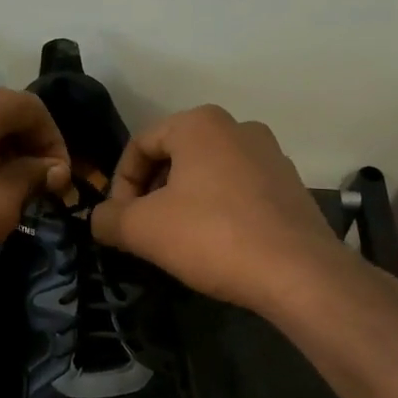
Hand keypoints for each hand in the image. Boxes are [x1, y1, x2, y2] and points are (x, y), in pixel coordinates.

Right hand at [91, 105, 351, 312]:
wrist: (297, 273)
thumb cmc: (211, 237)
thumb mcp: (142, 229)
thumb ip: (108, 218)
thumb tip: (99, 219)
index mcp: (200, 124)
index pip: (140, 145)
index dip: (120, 184)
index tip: (119, 221)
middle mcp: (239, 128)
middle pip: (175, 157)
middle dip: (152, 194)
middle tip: (143, 231)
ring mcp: (271, 156)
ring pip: (207, 175)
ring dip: (183, 203)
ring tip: (177, 241)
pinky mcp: (291, 187)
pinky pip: (238, 192)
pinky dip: (217, 212)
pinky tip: (216, 246)